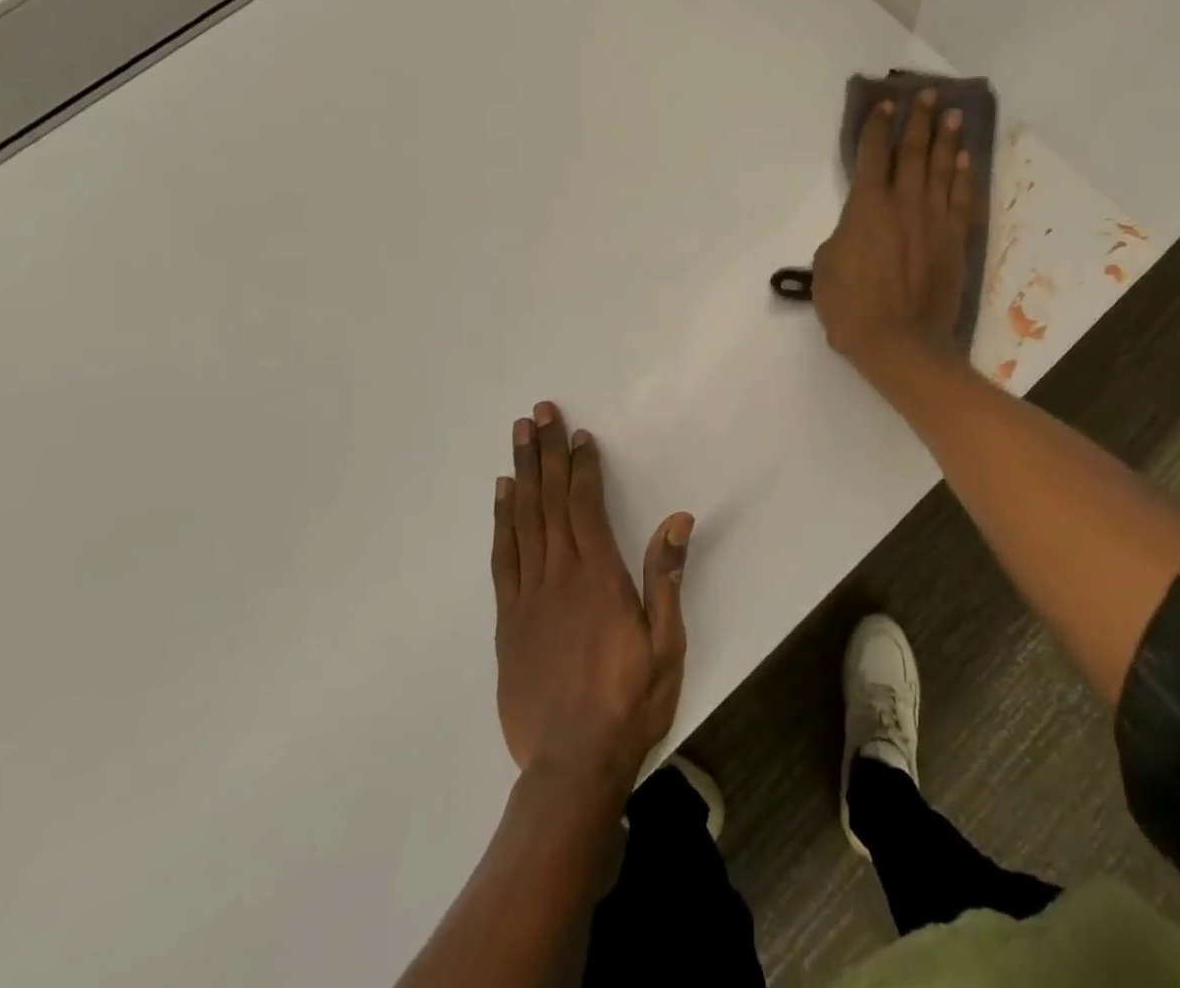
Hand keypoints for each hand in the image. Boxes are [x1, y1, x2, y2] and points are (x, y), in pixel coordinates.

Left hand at [491, 401, 693, 791]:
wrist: (571, 767)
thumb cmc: (630, 700)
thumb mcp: (665, 643)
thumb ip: (666, 577)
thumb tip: (677, 518)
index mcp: (598, 576)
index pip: (585, 504)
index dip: (582, 466)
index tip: (579, 434)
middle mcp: (559, 575)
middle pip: (549, 500)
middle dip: (545, 452)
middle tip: (539, 412)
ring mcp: (528, 596)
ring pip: (522, 520)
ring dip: (521, 473)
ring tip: (518, 436)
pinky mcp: (508, 621)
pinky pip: (503, 558)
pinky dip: (502, 521)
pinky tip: (502, 496)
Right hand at [812, 89, 975, 373]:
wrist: (900, 342)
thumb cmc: (852, 307)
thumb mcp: (825, 269)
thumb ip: (840, 238)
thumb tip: (853, 232)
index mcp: (867, 206)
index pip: (871, 155)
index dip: (876, 127)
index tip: (885, 104)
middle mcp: (904, 203)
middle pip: (913, 152)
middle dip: (919, 121)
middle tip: (928, 95)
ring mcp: (935, 220)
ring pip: (942, 170)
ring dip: (946, 140)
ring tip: (952, 115)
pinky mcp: (955, 241)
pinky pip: (962, 199)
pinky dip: (963, 177)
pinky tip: (964, 160)